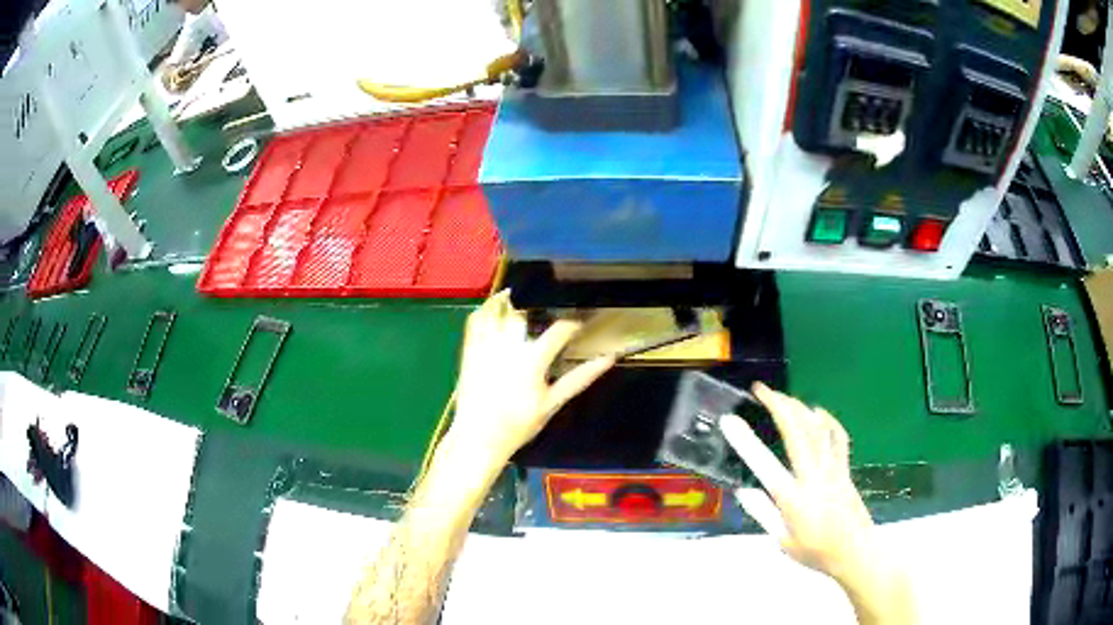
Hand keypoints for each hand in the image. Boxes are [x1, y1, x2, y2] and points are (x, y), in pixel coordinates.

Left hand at [448, 291, 613, 470]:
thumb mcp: (553, 403)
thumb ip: (580, 377)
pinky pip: (475, 319)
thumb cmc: (519, 423)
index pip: (560, 329)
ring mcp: (486, 344)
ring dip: (515, 302)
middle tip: (551, 314)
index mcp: (533, 358)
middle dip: (542, 308)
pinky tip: (497, 306)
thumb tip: (609, 358)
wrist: (478, 436)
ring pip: (500, 309)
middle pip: (528, 311)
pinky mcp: (469, 348)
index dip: (574, 323)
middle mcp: (508, 344)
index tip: (580, 325)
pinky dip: (487, 309)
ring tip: (528, 303)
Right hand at [720, 383, 873, 583]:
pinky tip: (817, 412)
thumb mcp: (782, 542)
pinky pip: (838, 437)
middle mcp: (814, 477)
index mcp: (794, 499)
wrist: (855, 552)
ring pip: (817, 429)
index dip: (745, 441)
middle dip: (778, 405)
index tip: (729, 419)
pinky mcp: (845, 468)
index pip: (765, 465)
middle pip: (797, 432)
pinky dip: (827, 420)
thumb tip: (743, 491)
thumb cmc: (816, 552)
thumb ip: (763, 514)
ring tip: (782, 397)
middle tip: (761, 390)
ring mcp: (833, 469)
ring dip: (798, 408)